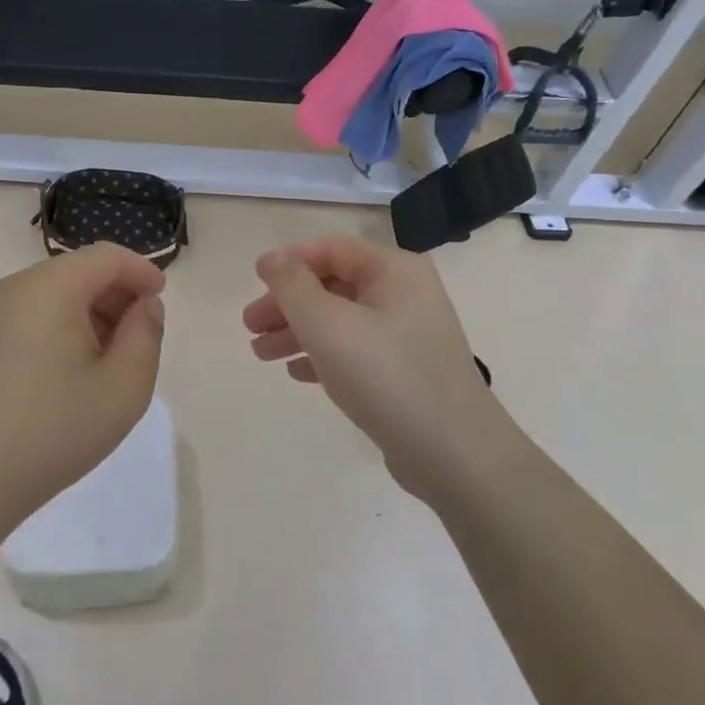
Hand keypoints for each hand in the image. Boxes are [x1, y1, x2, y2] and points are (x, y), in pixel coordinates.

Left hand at [0, 245, 166, 525]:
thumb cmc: (53, 431)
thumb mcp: (123, 388)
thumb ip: (145, 335)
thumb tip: (143, 306)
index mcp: (50, 287)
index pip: (106, 257)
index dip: (141, 271)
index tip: (161, 301)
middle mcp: (17, 289)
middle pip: (80, 271)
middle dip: (117, 294)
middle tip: (140, 337)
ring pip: (57, 293)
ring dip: (92, 313)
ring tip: (111, 360)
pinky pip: (35, 315)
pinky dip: (64, 326)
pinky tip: (74, 372)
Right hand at [244, 238, 495, 499]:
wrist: (455, 455)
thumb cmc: (386, 375)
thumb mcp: (327, 324)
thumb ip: (293, 285)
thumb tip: (273, 259)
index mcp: (394, 271)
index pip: (332, 249)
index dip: (290, 260)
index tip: (255, 280)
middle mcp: (405, 295)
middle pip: (333, 285)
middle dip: (288, 303)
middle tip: (250, 325)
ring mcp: (408, 335)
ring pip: (341, 321)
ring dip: (298, 332)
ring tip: (261, 354)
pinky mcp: (406, 372)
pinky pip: (356, 351)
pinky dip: (323, 355)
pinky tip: (296, 372)